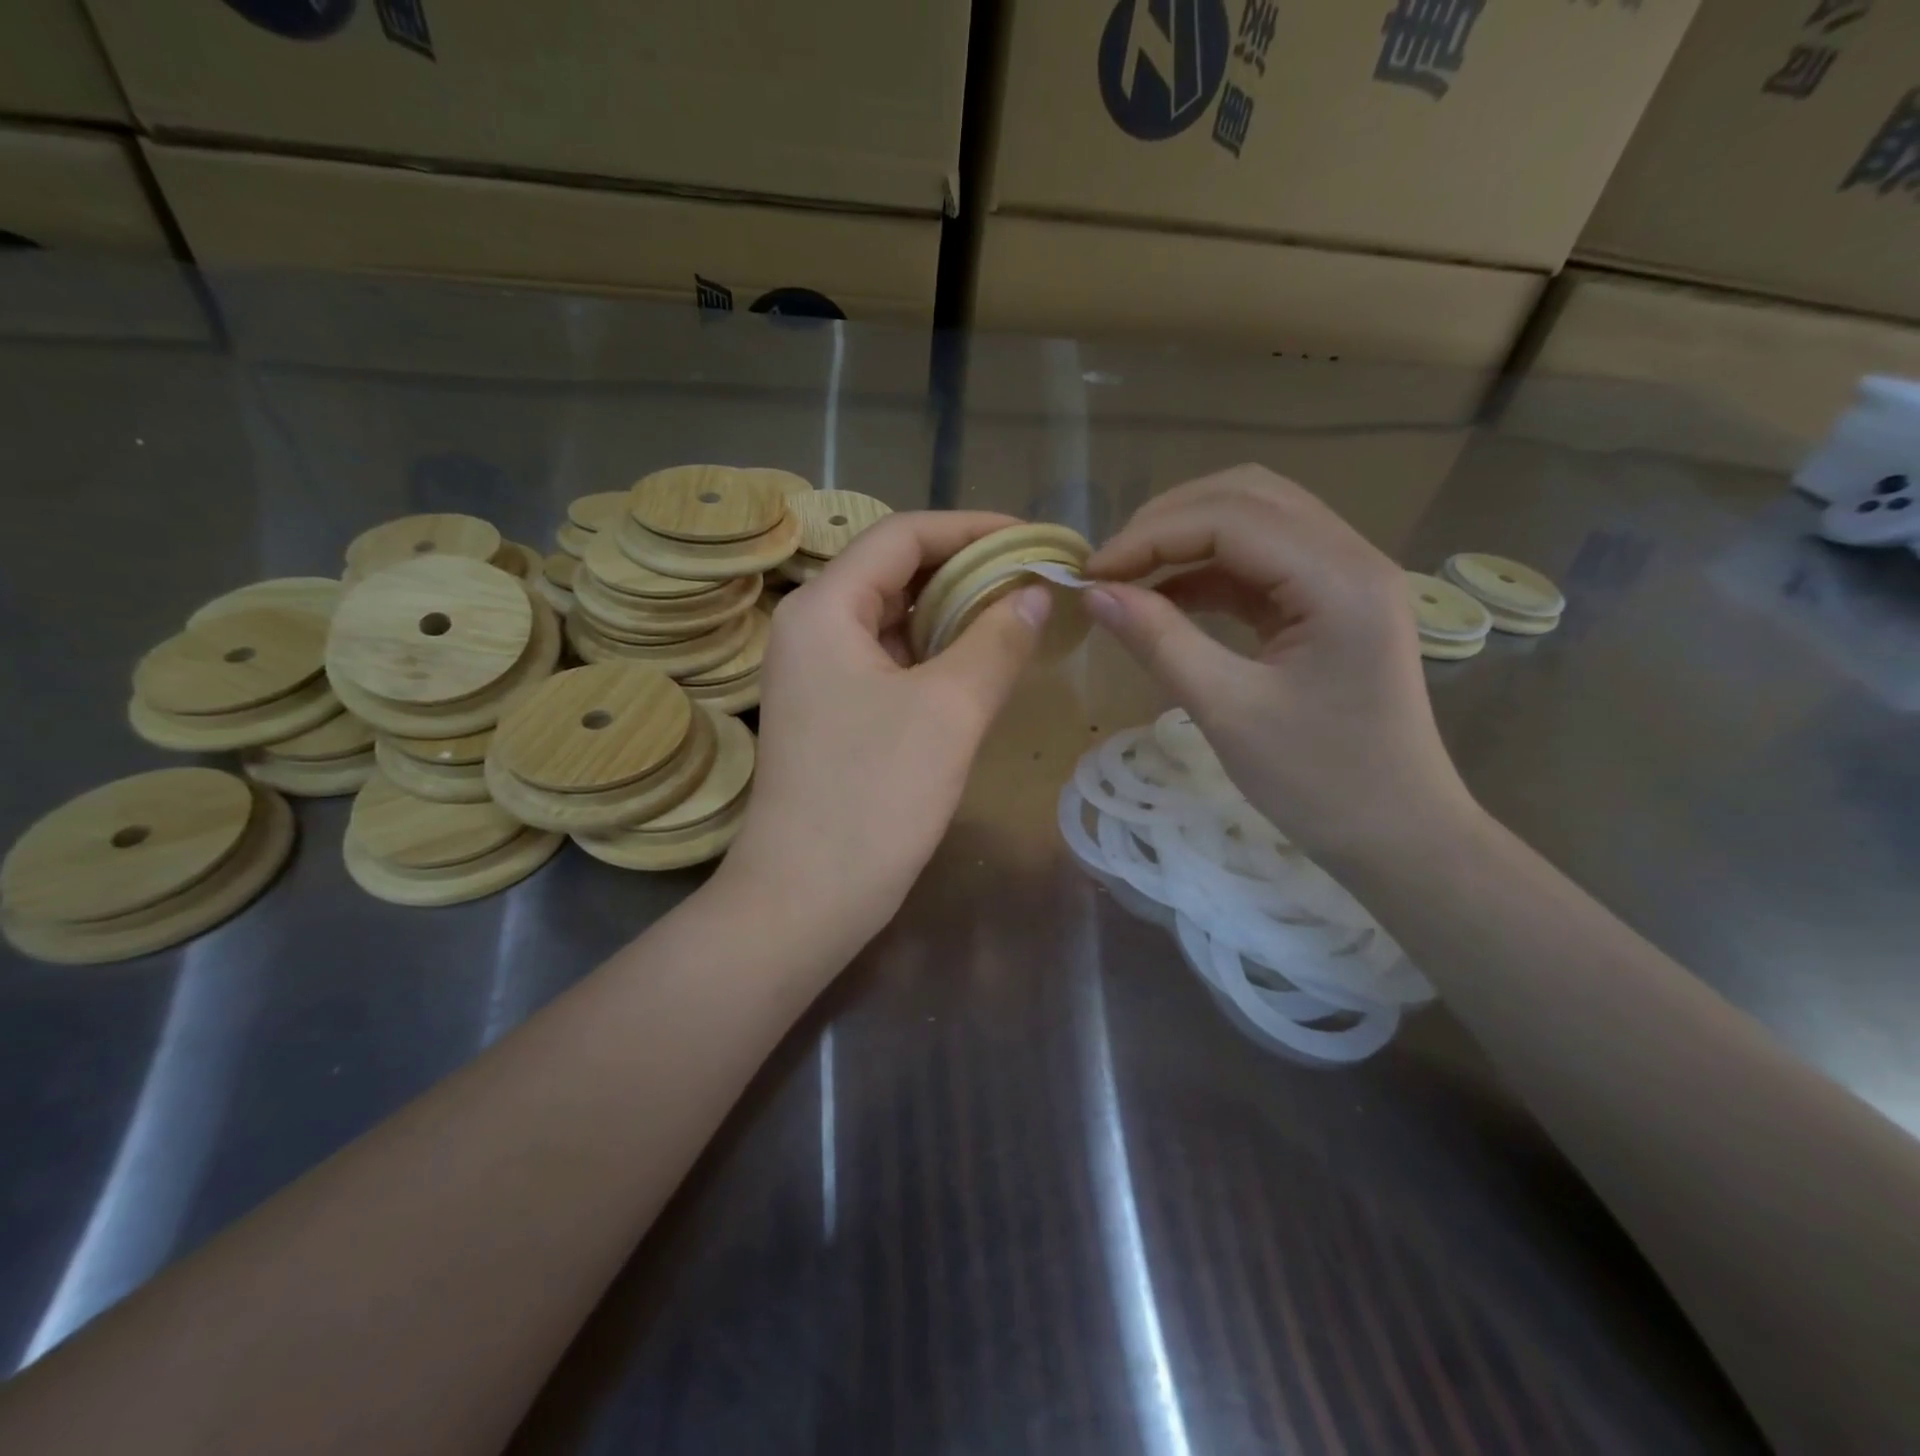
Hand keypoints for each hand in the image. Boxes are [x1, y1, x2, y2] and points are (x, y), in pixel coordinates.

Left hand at [719, 511, 1052, 943]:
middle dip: (966, 570)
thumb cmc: (874, 796)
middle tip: (1032, 580)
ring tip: (1017, 616)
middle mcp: (811, 628)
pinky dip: (934, 653)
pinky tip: (977, 664)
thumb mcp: (949, 710)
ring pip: (893, 619)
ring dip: (952, 613)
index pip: (902, 536)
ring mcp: (817, 673)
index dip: (971, 528)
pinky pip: (888, 661)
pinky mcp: (831, 711)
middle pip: (894, 572)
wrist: (807, 897)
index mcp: (825, 608)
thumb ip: (996, 640)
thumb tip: (1035, 592)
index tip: (1032, 540)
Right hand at [1083, 465, 1474, 862]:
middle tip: (1109, 568)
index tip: (1090, 575)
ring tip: (1129, 577)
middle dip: (1167, 522)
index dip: (1150, 536)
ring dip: (1187, 538)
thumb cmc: (1319, 782)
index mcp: (1339, 579)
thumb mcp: (1227, 711)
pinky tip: (1167, 599)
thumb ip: (1159, 641)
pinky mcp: (1330, 603)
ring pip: (1255, 520)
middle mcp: (1351, 557)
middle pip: (1247, 497)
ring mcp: (1345, 577)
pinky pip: (1261, 563)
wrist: (1397, 834)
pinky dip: (1208, 572)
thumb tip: (1094, 594)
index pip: (1230, 518)